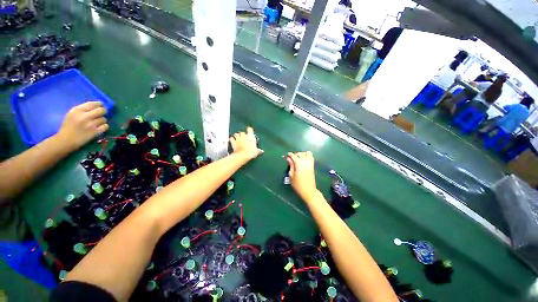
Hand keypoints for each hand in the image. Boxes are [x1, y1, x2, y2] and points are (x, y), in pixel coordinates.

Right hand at [55, 101, 108, 149]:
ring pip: (104, 119)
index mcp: (78, 110)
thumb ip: (82, 109)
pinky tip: (100, 127)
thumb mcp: (72, 114)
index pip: (93, 104)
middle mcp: (85, 116)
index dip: (99, 104)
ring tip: (98, 122)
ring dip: (102, 120)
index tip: (101, 105)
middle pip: (102, 110)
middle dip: (103, 111)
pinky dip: (104, 126)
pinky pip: (106, 126)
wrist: (66, 140)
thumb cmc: (68, 126)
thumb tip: (96, 106)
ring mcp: (91, 124)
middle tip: (102, 113)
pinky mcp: (95, 132)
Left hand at [229, 127, 263, 159]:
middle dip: (242, 134)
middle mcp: (244, 136)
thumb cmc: (251, 152)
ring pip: (236, 134)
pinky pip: (231, 138)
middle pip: (242, 132)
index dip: (249, 130)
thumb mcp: (256, 151)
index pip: (250, 129)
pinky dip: (231, 139)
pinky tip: (232, 140)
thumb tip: (261, 151)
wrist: (243, 155)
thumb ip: (258, 150)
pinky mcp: (233, 142)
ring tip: (237, 137)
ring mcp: (238, 138)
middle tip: (244, 137)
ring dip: (236, 135)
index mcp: (250, 136)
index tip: (250, 131)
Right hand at [286, 151, 317, 199]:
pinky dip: (308, 156)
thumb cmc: (298, 185)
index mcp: (299, 165)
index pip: (294, 156)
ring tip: (299, 157)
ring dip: (303, 154)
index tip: (288, 154)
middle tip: (292, 157)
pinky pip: (311, 158)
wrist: (308, 191)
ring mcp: (310, 164)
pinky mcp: (313, 167)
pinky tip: (304, 159)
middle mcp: (305, 163)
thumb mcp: (291, 175)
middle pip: (301, 154)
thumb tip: (289, 159)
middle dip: (296, 154)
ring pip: (308, 154)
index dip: (291, 155)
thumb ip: (291, 166)